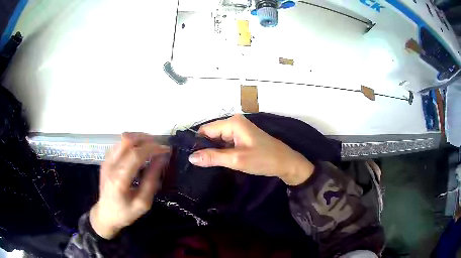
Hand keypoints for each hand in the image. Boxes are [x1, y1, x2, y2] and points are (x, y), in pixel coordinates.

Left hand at [90, 133, 169, 238]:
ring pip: (123, 138)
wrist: (105, 215)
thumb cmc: (125, 213)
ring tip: (152, 146)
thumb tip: (162, 159)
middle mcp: (110, 165)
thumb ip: (152, 180)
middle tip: (160, 146)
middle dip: (147, 139)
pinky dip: (132, 142)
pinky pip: (120, 144)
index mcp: (119, 179)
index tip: (166, 149)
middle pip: (128, 140)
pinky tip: (139, 150)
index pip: (136, 154)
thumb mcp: (143, 203)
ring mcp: (106, 161)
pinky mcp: (105, 160)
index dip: (153, 148)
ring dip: (140, 138)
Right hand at [188, 115, 313, 185]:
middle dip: (205, 147)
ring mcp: (239, 130)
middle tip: (197, 164)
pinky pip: (226, 143)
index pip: (206, 130)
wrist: (286, 163)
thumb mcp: (237, 159)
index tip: (191, 158)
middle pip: (211, 134)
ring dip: (213, 150)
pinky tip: (217, 161)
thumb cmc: (264, 159)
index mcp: (233, 122)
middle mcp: (234, 122)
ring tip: (205, 164)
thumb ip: (213, 157)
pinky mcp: (242, 138)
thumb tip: (191, 157)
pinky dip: (221, 151)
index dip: (197, 143)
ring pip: (218, 139)